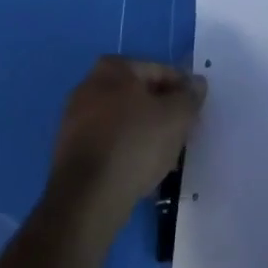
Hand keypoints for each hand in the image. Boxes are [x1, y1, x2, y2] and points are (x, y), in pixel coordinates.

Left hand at [49, 56, 206, 225]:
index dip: (182, 90)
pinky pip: (110, 144)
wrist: (87, 199)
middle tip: (183, 135)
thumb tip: (197, 84)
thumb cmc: (134, 144)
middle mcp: (89, 85)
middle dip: (163, 113)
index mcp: (113, 68)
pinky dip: (128, 152)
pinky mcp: (71, 152)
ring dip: (146, 135)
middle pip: (140, 96)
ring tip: (166, 158)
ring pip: (125, 122)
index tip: (196, 111)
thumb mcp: (175, 116)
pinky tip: (142, 172)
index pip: (159, 71)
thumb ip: (190, 97)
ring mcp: (76, 119)